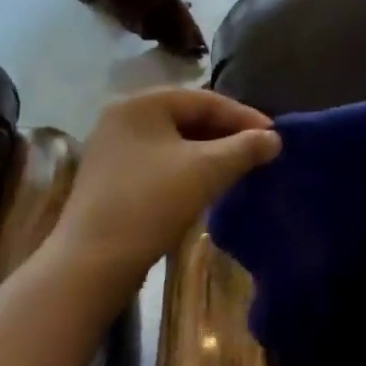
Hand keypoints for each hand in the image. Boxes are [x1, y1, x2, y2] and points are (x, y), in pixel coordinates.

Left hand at [51, 89, 280, 290]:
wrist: (90, 265)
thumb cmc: (150, 204)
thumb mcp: (205, 171)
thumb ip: (244, 148)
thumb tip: (274, 138)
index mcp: (142, 103)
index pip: (205, 99)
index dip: (243, 116)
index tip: (274, 135)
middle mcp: (123, 117)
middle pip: (188, 117)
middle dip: (226, 134)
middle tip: (259, 151)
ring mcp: (112, 149)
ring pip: (174, 141)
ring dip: (209, 152)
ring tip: (239, 168)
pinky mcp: (110, 178)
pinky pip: (159, 161)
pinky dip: (187, 168)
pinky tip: (206, 185)